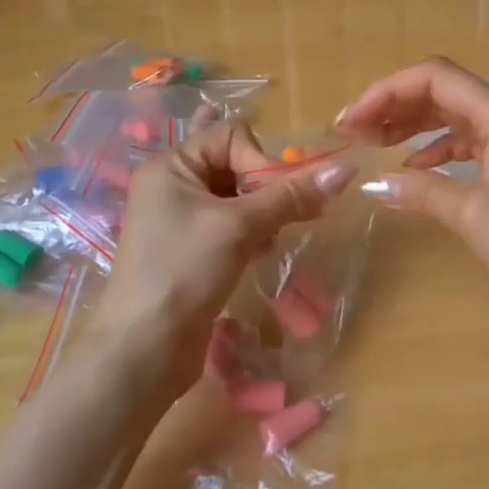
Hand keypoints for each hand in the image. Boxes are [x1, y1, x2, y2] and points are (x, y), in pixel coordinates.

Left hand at [95, 120, 355, 399]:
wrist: (143, 352)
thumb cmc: (183, 273)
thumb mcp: (239, 228)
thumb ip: (290, 195)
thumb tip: (345, 168)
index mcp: (171, 166)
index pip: (232, 136)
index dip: (261, 160)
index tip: (275, 197)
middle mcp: (173, 184)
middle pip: (237, 163)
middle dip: (267, 187)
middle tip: (288, 217)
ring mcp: (180, 218)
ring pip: (238, 196)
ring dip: (264, 212)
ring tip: (271, 239)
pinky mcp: (192, 248)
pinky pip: (232, 223)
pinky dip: (252, 232)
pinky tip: (262, 252)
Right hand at [335, 57, 488, 329]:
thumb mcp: (472, 213)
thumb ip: (421, 190)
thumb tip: (373, 182)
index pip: (436, 78)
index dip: (388, 90)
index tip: (351, 119)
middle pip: (442, 92)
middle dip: (394, 105)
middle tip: (352, 130)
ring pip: (451, 116)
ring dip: (410, 124)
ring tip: (372, 142)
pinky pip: (464, 144)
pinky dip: (433, 150)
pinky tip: (412, 169)